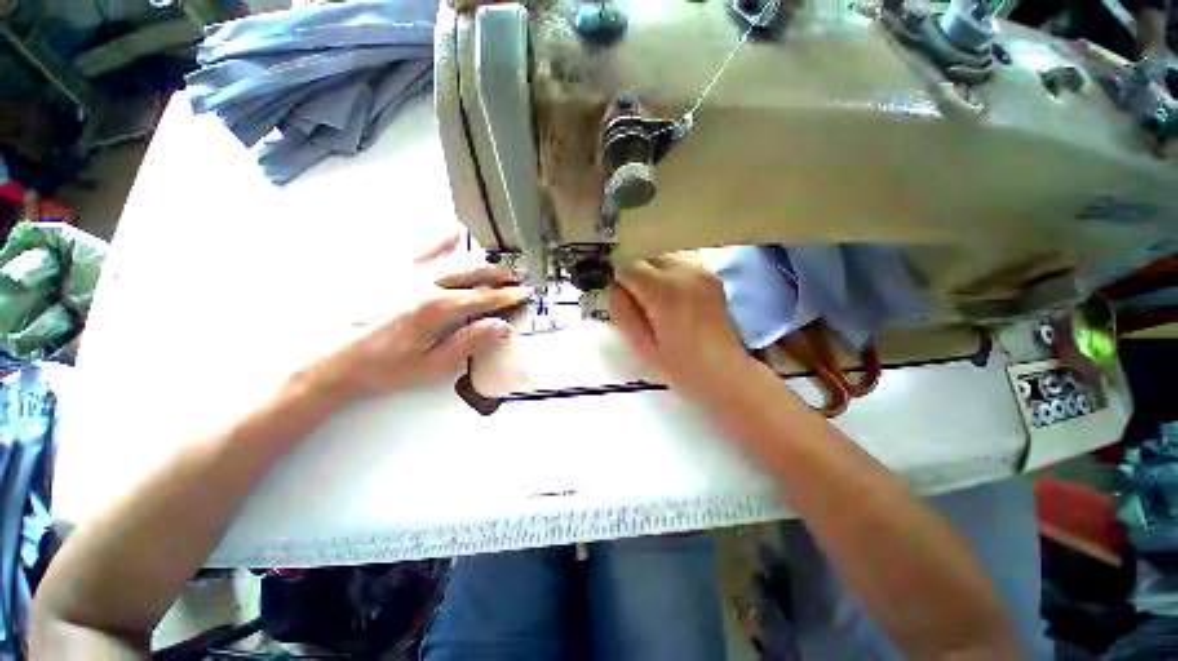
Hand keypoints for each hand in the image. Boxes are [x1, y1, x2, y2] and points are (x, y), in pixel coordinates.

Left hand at [313, 235, 530, 396]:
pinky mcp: (389, 267)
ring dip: (478, 260)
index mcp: (437, 308)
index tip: (525, 293)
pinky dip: (440, 239)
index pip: (484, 298)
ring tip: (495, 263)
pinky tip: (453, 233)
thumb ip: (469, 342)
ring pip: (452, 257)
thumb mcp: (431, 364)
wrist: (330, 357)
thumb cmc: (384, 367)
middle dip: (498, 275)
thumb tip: (503, 327)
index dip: (507, 296)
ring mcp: (405, 271)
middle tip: (515, 279)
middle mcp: (425, 282)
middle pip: (472, 272)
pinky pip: (420, 246)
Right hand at [607, 255, 762, 402]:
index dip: (616, 280)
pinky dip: (668, 276)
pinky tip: (672, 300)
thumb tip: (611, 287)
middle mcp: (685, 272)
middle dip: (634, 275)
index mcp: (665, 292)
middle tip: (635, 305)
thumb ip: (621, 313)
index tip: (616, 297)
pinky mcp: (711, 276)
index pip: (628, 266)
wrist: (726, 373)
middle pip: (646, 258)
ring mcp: (702, 271)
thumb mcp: (641, 347)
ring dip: (651, 274)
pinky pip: (679, 265)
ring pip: (662, 259)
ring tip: (655, 303)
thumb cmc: (680, 367)